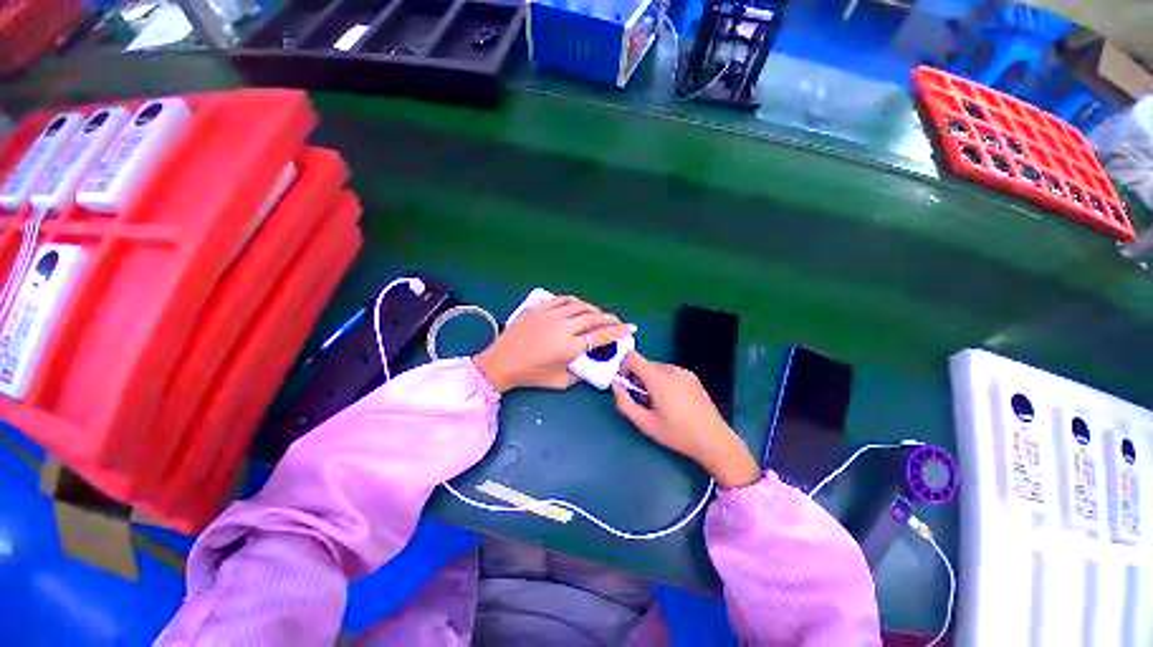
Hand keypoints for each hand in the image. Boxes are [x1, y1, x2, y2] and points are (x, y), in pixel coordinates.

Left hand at [474, 296, 634, 392]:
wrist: (500, 362)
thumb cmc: (530, 375)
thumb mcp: (558, 382)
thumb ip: (580, 374)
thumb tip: (593, 364)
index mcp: (569, 347)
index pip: (601, 336)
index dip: (619, 331)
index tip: (631, 328)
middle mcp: (563, 327)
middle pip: (594, 318)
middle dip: (610, 319)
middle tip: (618, 322)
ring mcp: (550, 315)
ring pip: (580, 306)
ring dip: (594, 309)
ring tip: (600, 315)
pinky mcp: (539, 308)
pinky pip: (562, 300)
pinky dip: (575, 301)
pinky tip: (579, 305)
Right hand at [612, 351, 760, 487]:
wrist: (714, 440)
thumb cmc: (677, 434)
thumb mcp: (645, 423)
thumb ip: (624, 402)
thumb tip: (615, 384)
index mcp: (658, 378)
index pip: (633, 357)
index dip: (624, 366)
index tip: (626, 383)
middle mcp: (671, 370)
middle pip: (645, 363)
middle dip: (637, 377)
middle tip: (642, 399)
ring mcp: (684, 372)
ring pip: (657, 368)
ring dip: (651, 379)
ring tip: (658, 402)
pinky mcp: (693, 377)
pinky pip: (670, 372)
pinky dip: (664, 380)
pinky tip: (672, 401)